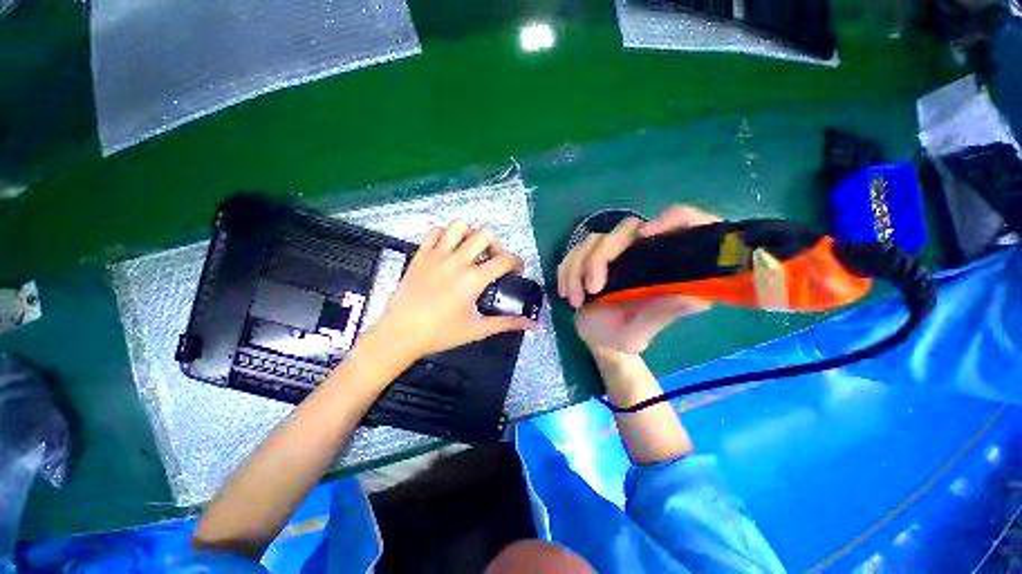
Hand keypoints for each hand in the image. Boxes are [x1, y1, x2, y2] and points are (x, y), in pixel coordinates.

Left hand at [368, 221, 535, 360]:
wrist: (400, 334)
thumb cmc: (441, 334)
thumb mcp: (478, 329)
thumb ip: (508, 323)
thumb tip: (534, 325)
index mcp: (473, 279)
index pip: (505, 259)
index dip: (517, 262)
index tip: (515, 271)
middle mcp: (457, 261)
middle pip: (485, 234)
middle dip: (495, 244)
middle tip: (492, 260)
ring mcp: (436, 255)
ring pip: (459, 225)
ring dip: (470, 234)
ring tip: (470, 251)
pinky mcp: (420, 255)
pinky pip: (434, 232)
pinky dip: (444, 235)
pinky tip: (447, 250)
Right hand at [558, 205, 719, 354]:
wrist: (597, 338)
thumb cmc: (625, 336)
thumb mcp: (642, 330)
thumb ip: (663, 313)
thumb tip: (699, 299)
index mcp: (663, 265)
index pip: (682, 221)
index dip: (672, 219)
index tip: (647, 235)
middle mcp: (640, 252)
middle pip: (624, 230)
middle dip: (600, 258)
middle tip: (592, 289)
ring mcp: (613, 253)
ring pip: (593, 240)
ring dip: (577, 268)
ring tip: (574, 300)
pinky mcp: (589, 257)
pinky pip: (574, 252)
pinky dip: (566, 271)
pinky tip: (565, 293)